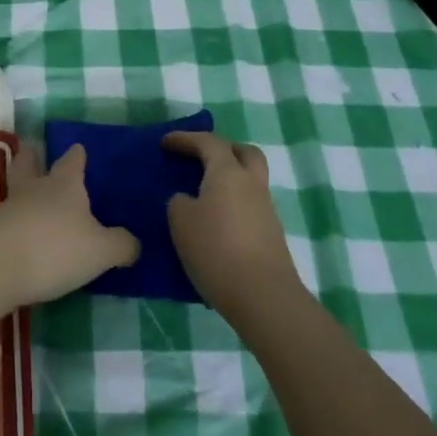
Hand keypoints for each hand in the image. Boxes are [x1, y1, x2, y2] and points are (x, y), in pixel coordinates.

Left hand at [0, 143, 139, 308]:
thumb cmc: (56, 247)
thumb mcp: (101, 251)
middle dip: (34, 155)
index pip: (72, 160)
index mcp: (65, 184)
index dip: (77, 154)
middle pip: (31, 162)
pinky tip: (22, 230)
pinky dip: (14, 219)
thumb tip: (134, 243)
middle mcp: (36, 188)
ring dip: (22, 187)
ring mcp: (10, 208)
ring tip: (30, 193)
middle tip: (35, 149)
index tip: (78, 148)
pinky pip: (7, 218)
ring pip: (16, 187)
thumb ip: (121, 245)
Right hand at [164, 130, 302, 323]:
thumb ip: (180, 202)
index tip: (165, 143)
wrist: (263, 296)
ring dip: (229, 180)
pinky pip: (250, 206)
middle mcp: (251, 183)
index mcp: (228, 172)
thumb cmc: (216, 249)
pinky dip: (233, 204)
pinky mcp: (271, 234)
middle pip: (244, 152)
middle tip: (201, 158)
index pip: (208, 142)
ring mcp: (266, 209)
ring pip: (249, 180)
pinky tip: (216, 222)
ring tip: (204, 195)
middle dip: (223, 150)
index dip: (185, 139)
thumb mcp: (181, 222)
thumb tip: (188, 200)